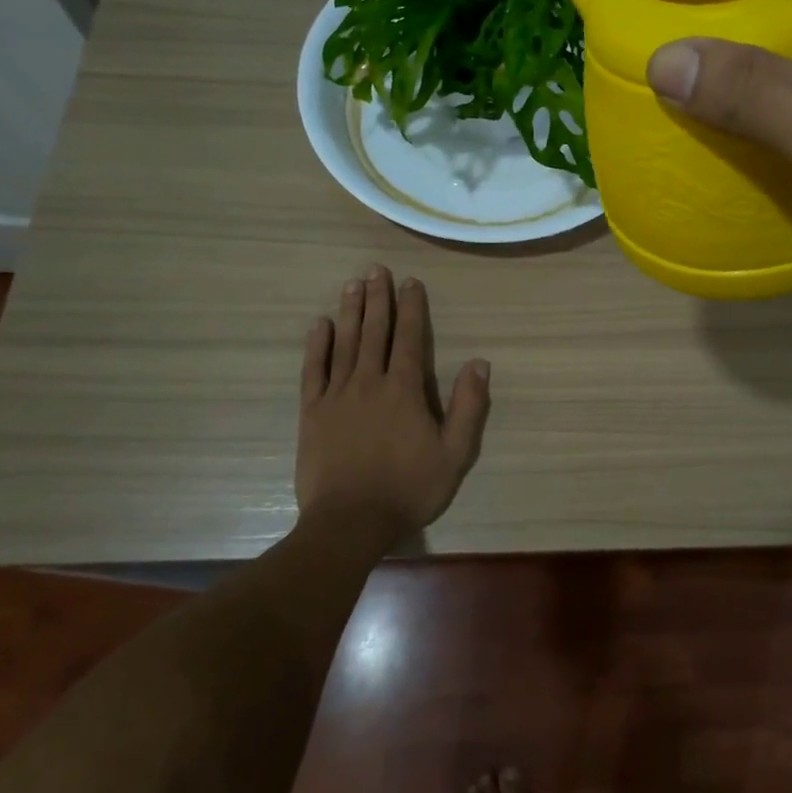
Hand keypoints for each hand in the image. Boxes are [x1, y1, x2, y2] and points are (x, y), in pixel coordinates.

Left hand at [296, 266, 491, 543]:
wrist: (350, 522)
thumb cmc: (408, 489)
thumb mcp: (454, 454)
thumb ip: (468, 407)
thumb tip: (479, 363)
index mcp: (405, 390)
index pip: (410, 338)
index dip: (411, 308)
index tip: (410, 282)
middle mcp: (370, 382)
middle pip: (375, 332)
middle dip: (378, 298)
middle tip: (376, 269)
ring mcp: (337, 395)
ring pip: (345, 343)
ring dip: (350, 312)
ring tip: (352, 284)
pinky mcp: (312, 413)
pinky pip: (313, 371)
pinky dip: (317, 346)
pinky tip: (320, 325)